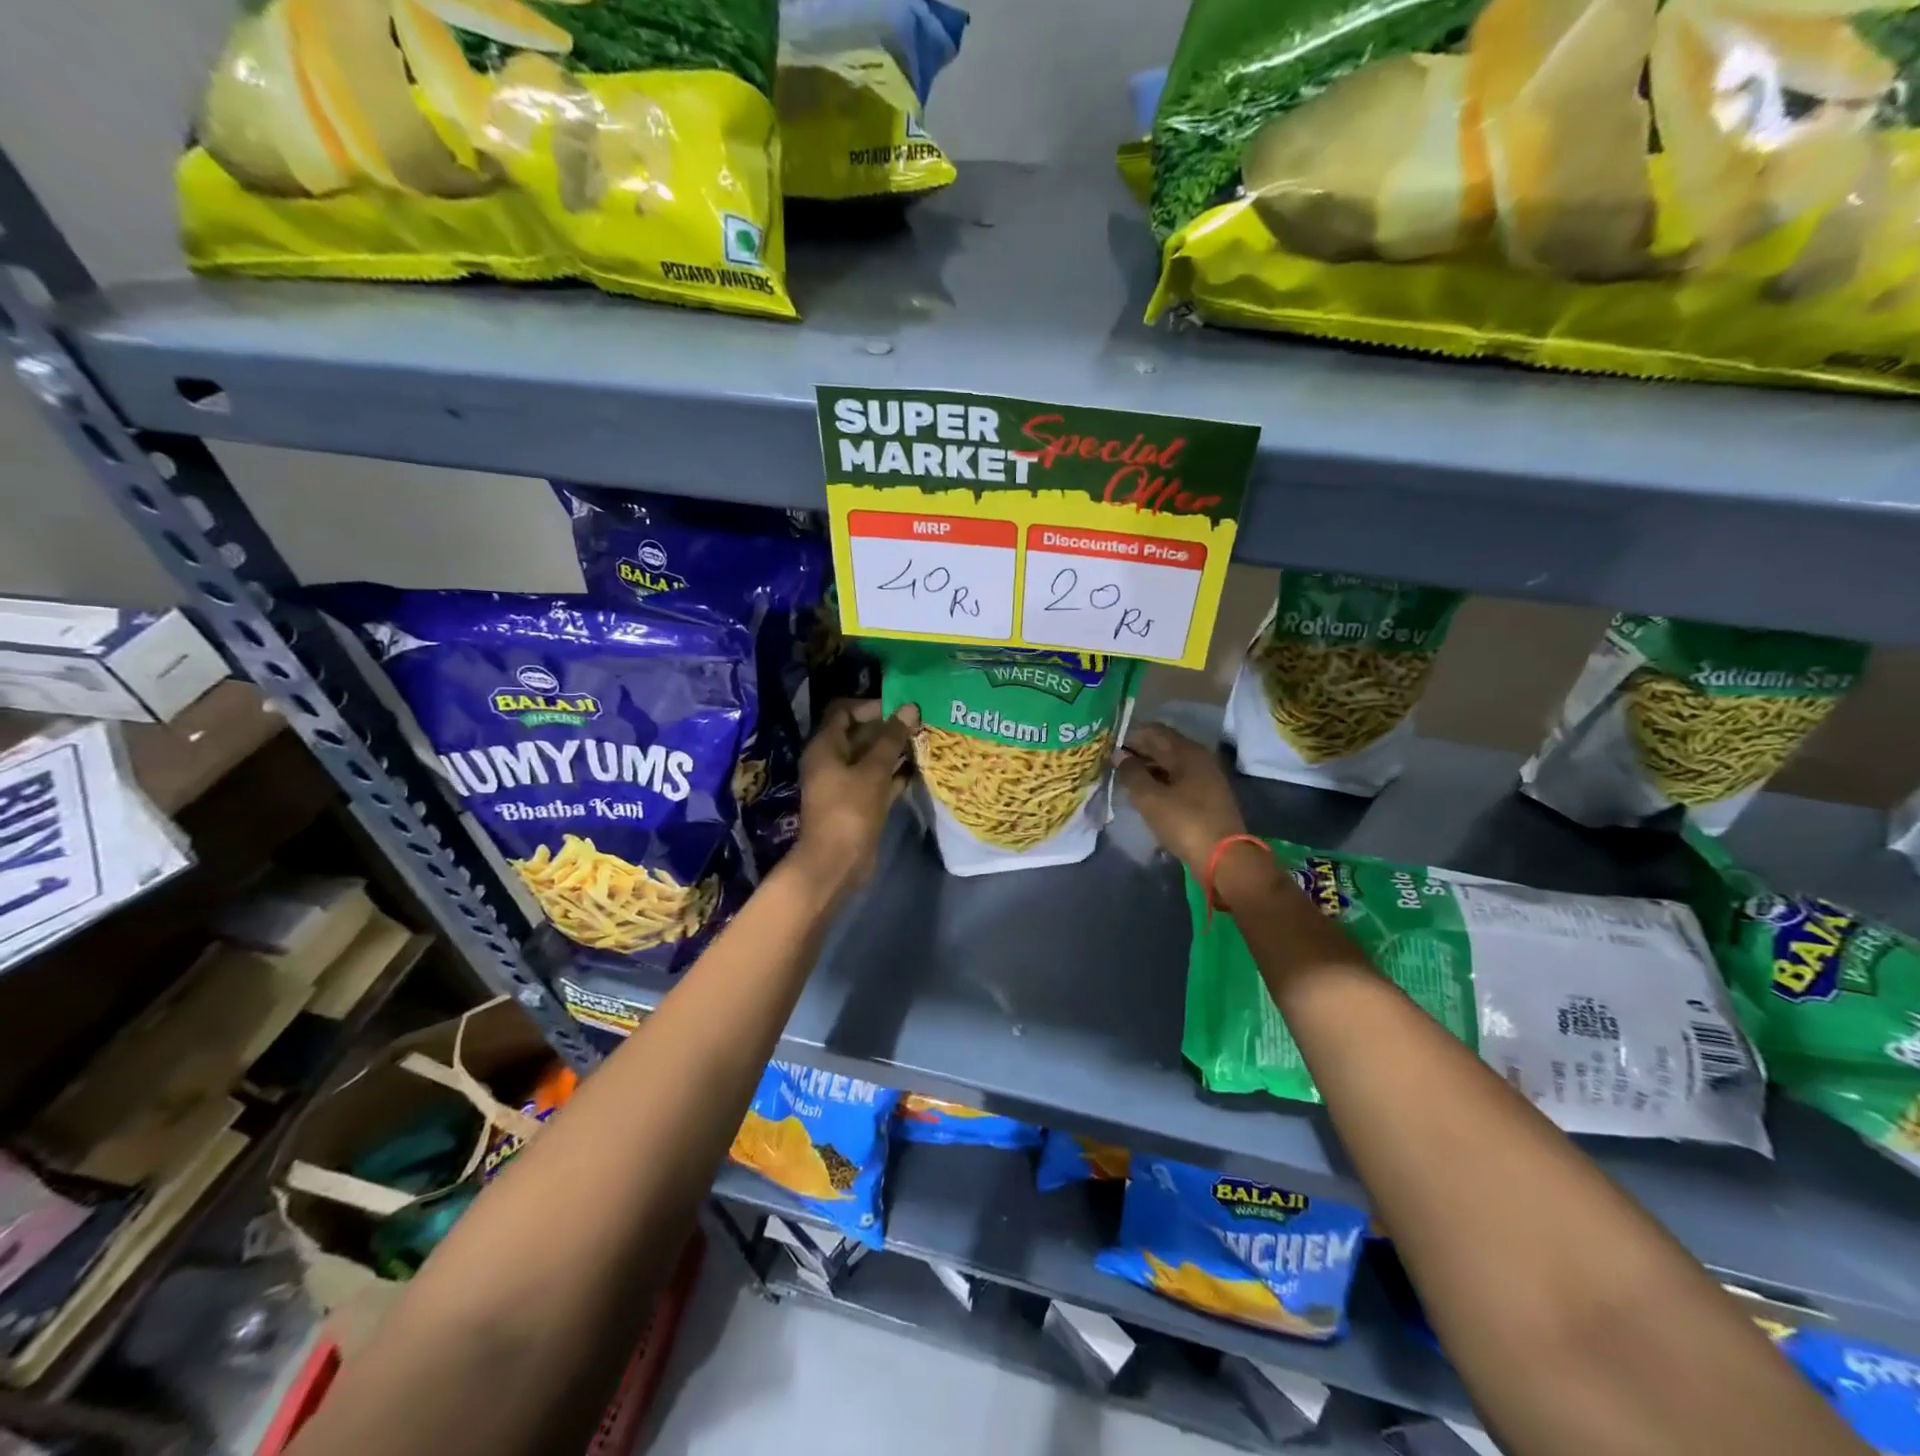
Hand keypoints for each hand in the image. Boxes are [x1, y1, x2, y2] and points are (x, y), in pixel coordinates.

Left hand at [793, 699, 918, 890]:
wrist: (837, 863)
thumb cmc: (850, 809)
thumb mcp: (873, 770)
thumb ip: (891, 738)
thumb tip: (910, 708)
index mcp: (825, 746)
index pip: (844, 711)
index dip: (870, 706)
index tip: (900, 708)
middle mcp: (832, 761)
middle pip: (859, 734)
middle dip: (888, 728)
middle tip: (920, 724)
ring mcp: (844, 783)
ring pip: (870, 759)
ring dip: (894, 751)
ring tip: (924, 742)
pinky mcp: (858, 803)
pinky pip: (877, 780)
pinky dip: (894, 774)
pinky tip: (919, 769)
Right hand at [1115, 722, 1249, 876]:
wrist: (1225, 858)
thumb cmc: (1185, 823)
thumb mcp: (1150, 798)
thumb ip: (1131, 773)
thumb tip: (1119, 755)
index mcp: (1187, 752)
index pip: (1153, 731)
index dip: (1129, 735)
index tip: (1107, 746)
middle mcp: (1199, 759)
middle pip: (1163, 746)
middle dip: (1137, 752)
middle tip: (1110, 763)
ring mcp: (1205, 778)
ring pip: (1170, 764)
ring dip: (1147, 768)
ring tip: (1123, 779)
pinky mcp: (1207, 797)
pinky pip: (1177, 780)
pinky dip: (1159, 782)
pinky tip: (1144, 794)